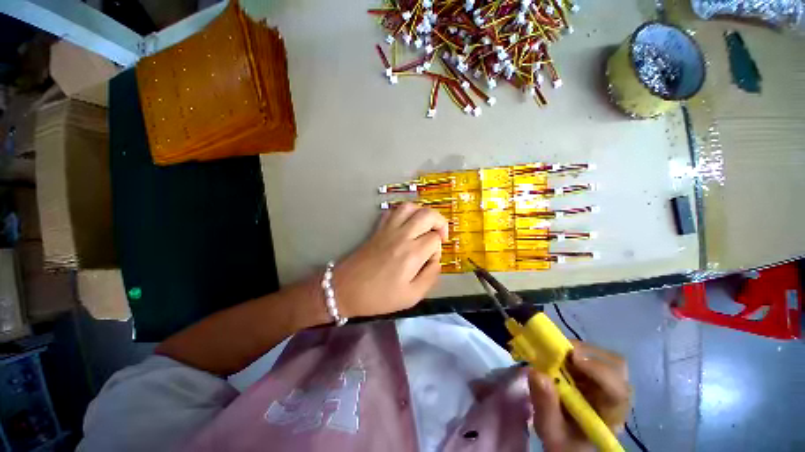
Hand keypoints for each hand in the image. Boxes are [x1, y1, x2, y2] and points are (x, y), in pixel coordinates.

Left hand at [333, 203, 447, 317]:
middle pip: (428, 215)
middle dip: (440, 222)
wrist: (346, 289)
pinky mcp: (378, 228)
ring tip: (425, 226)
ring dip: (422, 213)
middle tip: (439, 235)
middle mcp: (402, 235)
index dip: (438, 249)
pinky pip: (392, 211)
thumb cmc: (379, 296)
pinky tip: (406, 224)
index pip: (435, 239)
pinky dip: (403, 213)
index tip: (431, 260)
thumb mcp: (411, 296)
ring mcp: (388, 229)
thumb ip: (430, 277)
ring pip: (410, 207)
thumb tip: (436, 262)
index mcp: (412, 253)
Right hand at [528, 341, 631, 451]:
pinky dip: (573, 351)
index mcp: (611, 416)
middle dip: (588, 353)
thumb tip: (537, 373)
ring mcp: (607, 384)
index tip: (572, 357)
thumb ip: (545, 407)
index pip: (617, 390)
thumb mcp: (551, 431)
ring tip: (556, 354)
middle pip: (616, 367)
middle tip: (560, 351)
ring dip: (578, 350)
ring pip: (604, 357)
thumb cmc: (563, 442)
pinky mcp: (596, 376)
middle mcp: (615, 397)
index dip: (599, 370)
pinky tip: (558, 358)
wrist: (568, 443)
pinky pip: (590, 356)